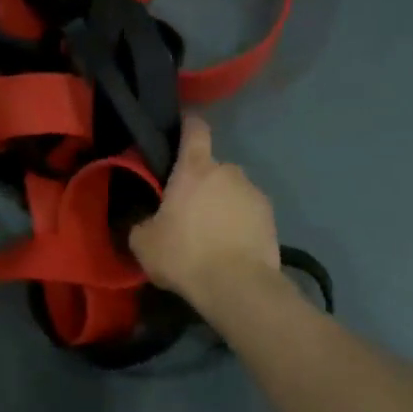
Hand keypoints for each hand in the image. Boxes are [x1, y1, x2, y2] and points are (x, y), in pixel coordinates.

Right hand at [129, 116, 282, 310]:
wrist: (237, 286)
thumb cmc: (185, 255)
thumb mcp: (143, 243)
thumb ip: (141, 223)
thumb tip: (144, 221)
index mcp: (195, 168)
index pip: (195, 129)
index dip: (188, 126)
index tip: (181, 131)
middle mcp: (228, 171)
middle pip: (212, 168)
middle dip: (201, 184)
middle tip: (188, 212)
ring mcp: (254, 193)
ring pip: (232, 192)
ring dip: (222, 206)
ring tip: (211, 236)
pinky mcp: (271, 218)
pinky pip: (248, 214)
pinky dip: (240, 224)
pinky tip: (230, 249)